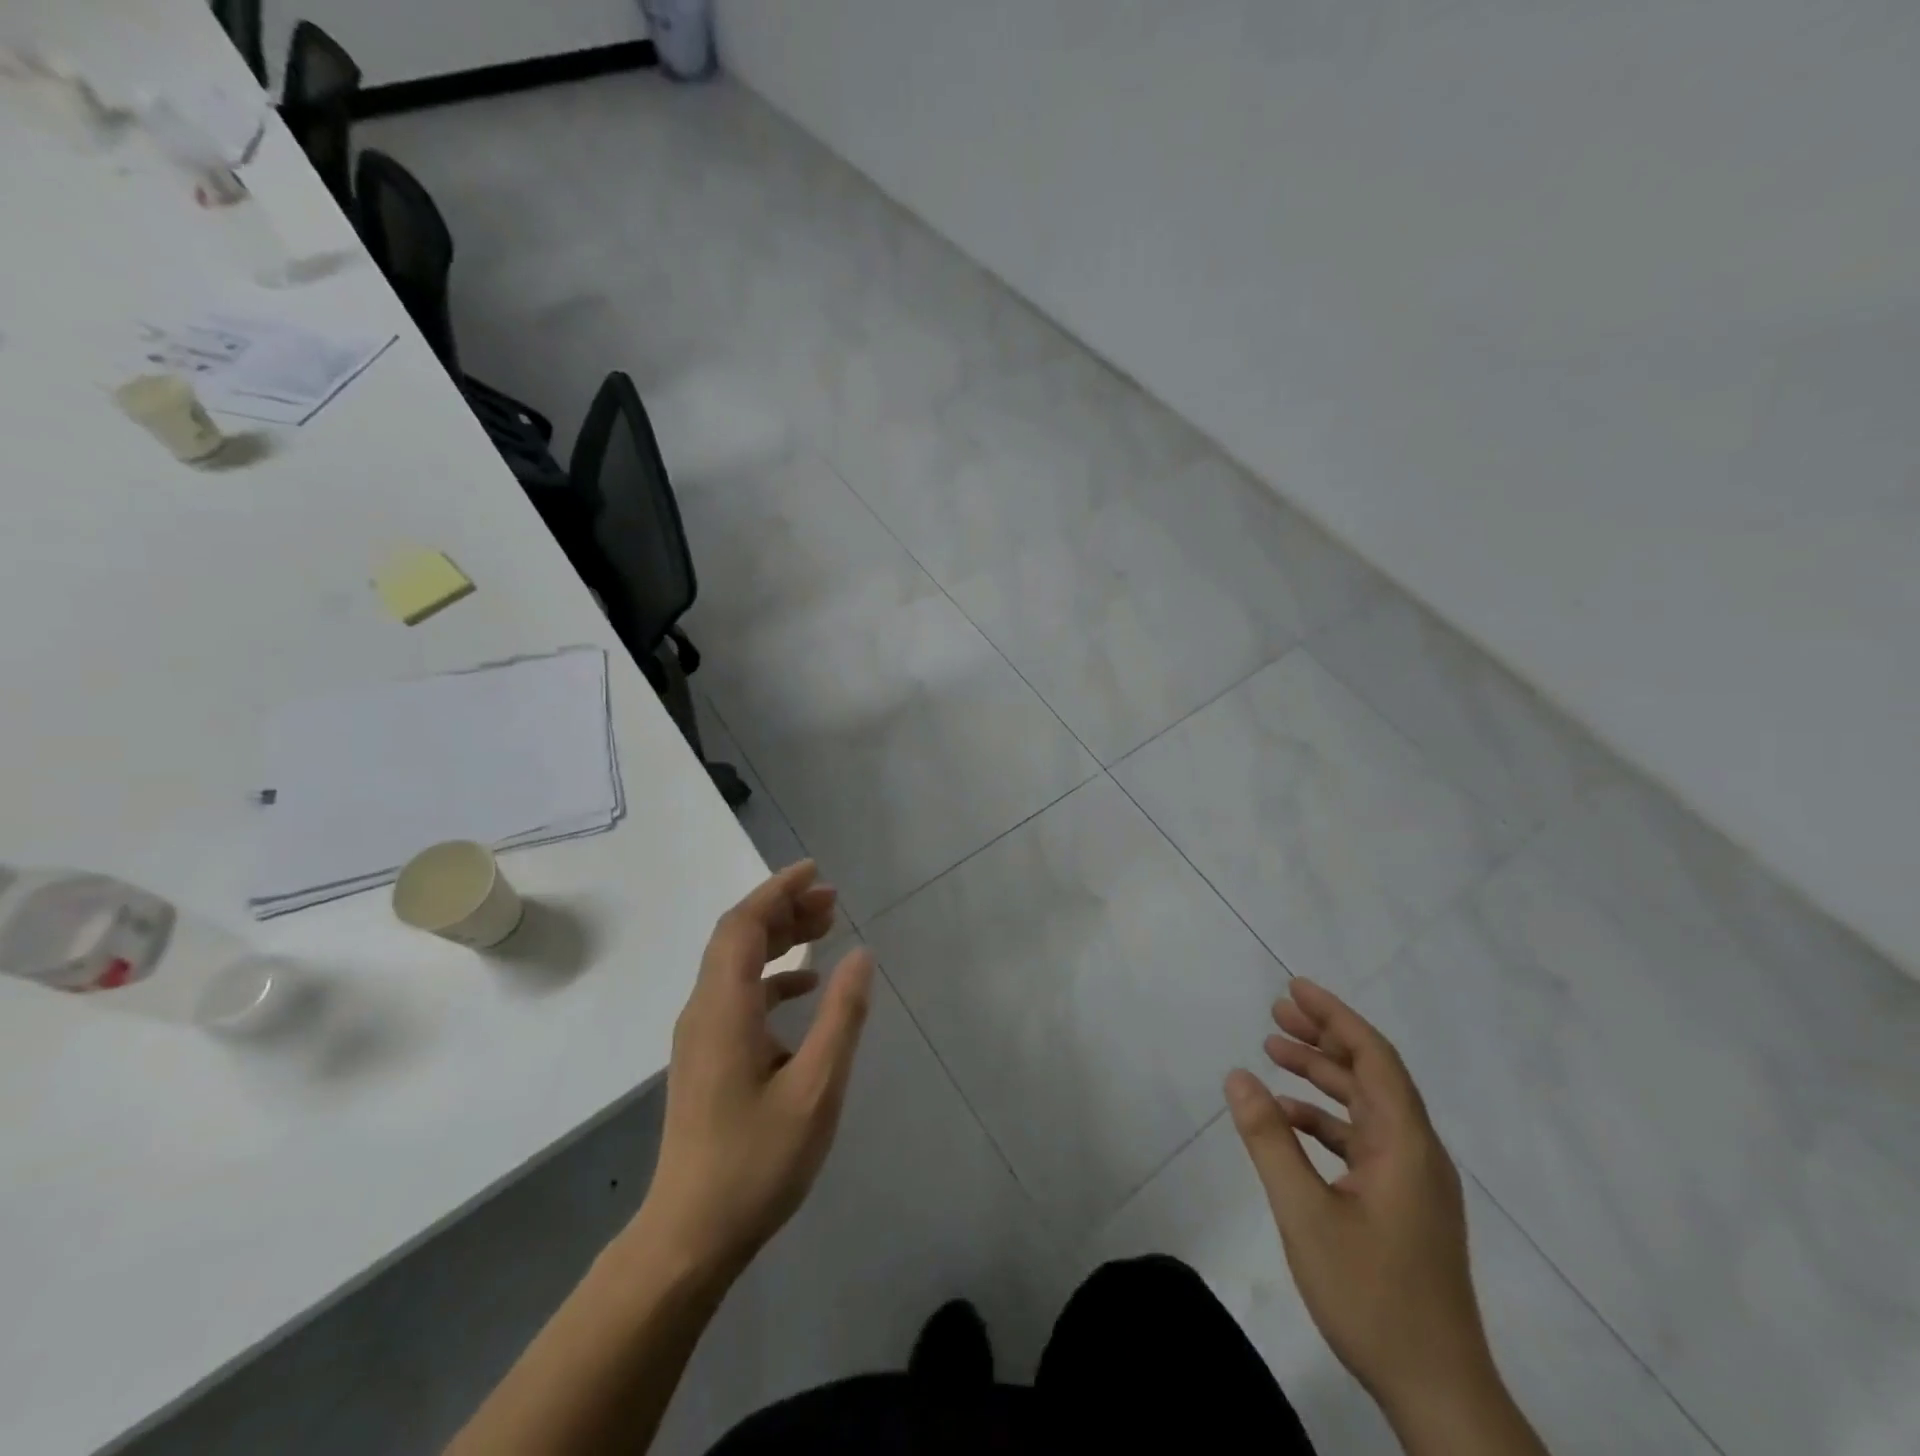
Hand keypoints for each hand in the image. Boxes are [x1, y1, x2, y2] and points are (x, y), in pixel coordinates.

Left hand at [638, 861, 875, 1280]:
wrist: (690, 1236)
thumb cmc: (756, 1162)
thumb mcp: (816, 1089)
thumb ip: (841, 1017)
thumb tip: (861, 955)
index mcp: (724, 1009)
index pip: (742, 926)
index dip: (777, 891)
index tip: (815, 872)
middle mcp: (704, 1011)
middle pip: (737, 937)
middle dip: (783, 909)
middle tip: (832, 900)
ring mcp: (702, 1035)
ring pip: (736, 964)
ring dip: (778, 939)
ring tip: (824, 929)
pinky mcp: (707, 1056)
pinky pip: (738, 994)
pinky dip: (772, 977)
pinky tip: (806, 986)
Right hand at [1225, 979, 1491, 1421]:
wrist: (1438, 1392)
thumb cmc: (1372, 1295)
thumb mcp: (1305, 1213)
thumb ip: (1270, 1139)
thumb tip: (1237, 1075)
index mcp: (1407, 1145)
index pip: (1374, 1057)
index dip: (1335, 1016)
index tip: (1294, 987)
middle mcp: (1417, 1153)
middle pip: (1371, 1075)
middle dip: (1323, 1038)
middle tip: (1274, 1013)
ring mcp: (1413, 1182)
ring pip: (1365, 1107)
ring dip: (1321, 1077)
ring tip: (1272, 1053)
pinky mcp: (1404, 1206)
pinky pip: (1362, 1141)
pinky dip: (1325, 1120)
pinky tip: (1288, 1120)